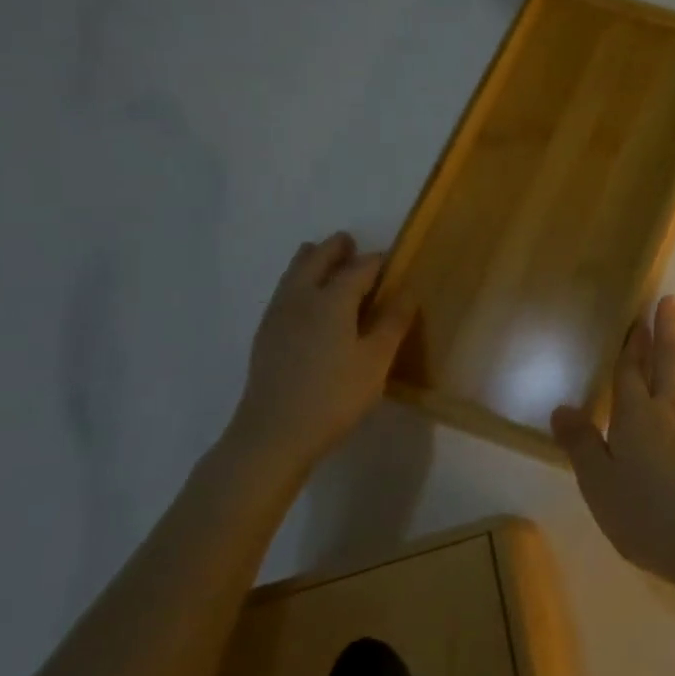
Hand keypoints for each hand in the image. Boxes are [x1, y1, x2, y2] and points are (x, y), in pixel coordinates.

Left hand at [227, 232, 413, 469]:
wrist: (273, 433)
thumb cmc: (334, 396)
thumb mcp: (376, 361)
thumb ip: (392, 323)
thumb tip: (407, 292)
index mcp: (332, 300)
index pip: (358, 269)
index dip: (376, 261)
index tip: (391, 259)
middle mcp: (301, 299)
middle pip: (316, 261)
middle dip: (334, 249)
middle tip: (349, 242)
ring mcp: (278, 316)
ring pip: (293, 274)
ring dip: (311, 260)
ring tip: (321, 256)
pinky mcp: (266, 335)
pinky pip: (284, 292)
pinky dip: (297, 281)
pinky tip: (304, 298)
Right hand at [552, 295, 674, 585]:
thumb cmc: (647, 518)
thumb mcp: (599, 487)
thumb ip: (581, 445)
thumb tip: (560, 408)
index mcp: (636, 417)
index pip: (630, 371)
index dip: (631, 344)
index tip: (635, 320)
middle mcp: (673, 408)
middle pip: (669, 358)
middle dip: (667, 326)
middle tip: (669, 300)